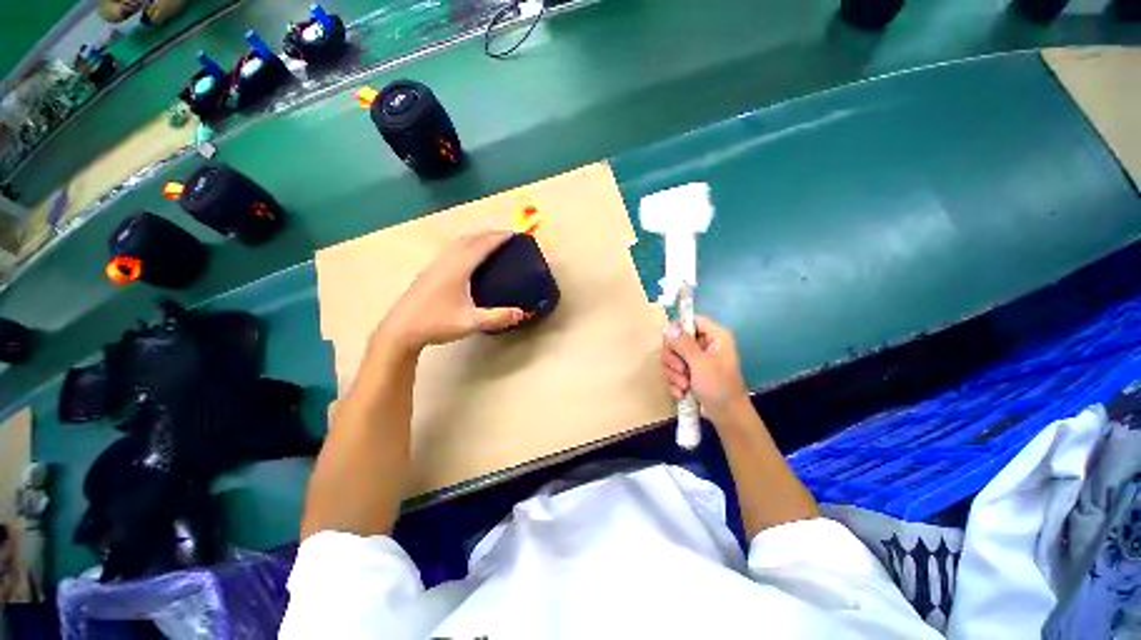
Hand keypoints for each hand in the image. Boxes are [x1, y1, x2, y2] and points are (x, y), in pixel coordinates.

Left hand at [376, 230, 526, 352]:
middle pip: (469, 240)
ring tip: (488, 242)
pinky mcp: (428, 273)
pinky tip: (465, 258)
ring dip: (475, 239)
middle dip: (488, 235)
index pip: (481, 246)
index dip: (498, 238)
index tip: (513, 234)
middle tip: (504, 236)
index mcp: (457, 268)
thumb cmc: (436, 323)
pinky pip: (451, 251)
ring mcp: (434, 266)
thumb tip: (522, 314)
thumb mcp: (470, 322)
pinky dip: (465, 246)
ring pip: (458, 244)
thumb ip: (498, 317)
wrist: (399, 331)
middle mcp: (445, 262)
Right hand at [661, 316, 749, 422]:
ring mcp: (695, 360)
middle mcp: (704, 345)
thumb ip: (684, 344)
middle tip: (681, 371)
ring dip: (673, 374)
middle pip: (676, 340)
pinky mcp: (688, 374)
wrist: (726, 417)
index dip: (678, 329)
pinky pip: (672, 371)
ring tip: (684, 386)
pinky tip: (682, 393)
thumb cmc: (719, 387)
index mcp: (714, 337)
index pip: (691, 320)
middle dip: (674, 359)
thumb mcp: (701, 364)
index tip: (670, 342)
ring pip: (671, 357)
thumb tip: (668, 326)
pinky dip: (674, 383)